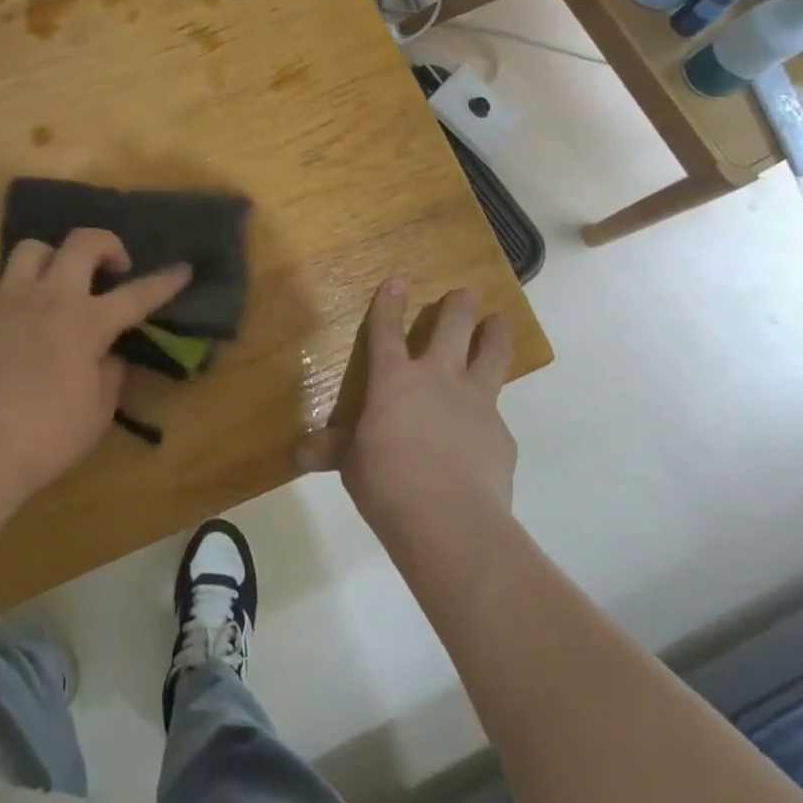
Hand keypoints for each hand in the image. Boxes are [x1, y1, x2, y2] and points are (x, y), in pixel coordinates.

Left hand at [0, 228, 190, 508]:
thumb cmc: (46, 436)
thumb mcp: (96, 413)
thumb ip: (110, 376)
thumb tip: (109, 358)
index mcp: (87, 323)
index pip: (137, 294)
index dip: (165, 281)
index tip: (183, 268)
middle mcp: (51, 299)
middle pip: (83, 242)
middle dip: (107, 244)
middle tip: (114, 270)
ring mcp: (12, 302)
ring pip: (34, 248)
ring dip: (55, 257)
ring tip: (62, 282)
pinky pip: (7, 283)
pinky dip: (25, 289)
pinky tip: (28, 318)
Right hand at [300, 277, 515, 536]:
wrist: (450, 522)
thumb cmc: (387, 485)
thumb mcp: (352, 466)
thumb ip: (335, 451)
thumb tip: (301, 454)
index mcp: (394, 380)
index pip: (387, 332)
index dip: (390, 304)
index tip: (399, 280)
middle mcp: (437, 379)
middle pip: (452, 328)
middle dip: (458, 306)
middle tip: (467, 292)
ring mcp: (475, 403)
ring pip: (491, 356)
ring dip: (495, 335)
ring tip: (500, 321)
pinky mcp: (501, 434)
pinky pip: (497, 416)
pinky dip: (491, 417)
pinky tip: (488, 433)